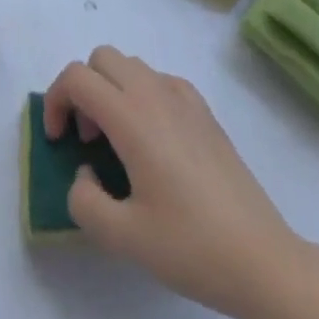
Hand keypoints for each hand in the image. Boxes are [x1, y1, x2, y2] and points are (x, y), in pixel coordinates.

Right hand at [43, 47, 305, 318]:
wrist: (263, 259)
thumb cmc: (191, 246)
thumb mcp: (123, 238)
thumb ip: (84, 200)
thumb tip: (86, 172)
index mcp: (131, 116)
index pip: (77, 77)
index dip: (56, 101)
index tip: (58, 142)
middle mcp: (154, 92)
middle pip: (102, 58)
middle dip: (83, 89)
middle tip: (89, 138)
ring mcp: (183, 97)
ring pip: (131, 64)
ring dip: (111, 89)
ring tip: (119, 141)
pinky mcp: (204, 111)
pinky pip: (159, 80)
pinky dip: (142, 95)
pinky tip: (154, 141)